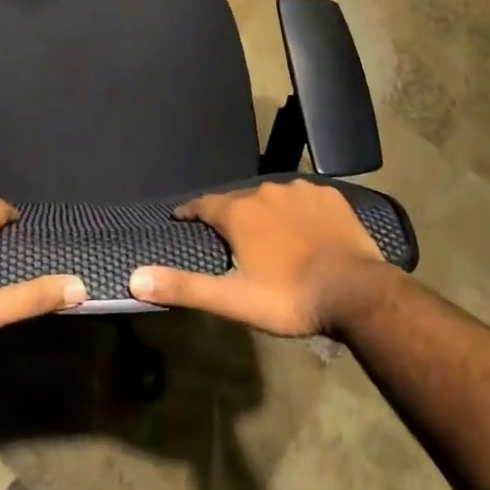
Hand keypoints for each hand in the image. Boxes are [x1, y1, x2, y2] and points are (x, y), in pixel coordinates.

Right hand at [128, 180, 393, 335]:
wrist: (355, 292)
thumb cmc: (288, 297)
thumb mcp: (232, 299)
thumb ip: (184, 287)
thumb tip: (134, 278)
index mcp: (238, 211)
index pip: (203, 204)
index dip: (191, 212)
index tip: (183, 218)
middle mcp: (264, 190)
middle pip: (238, 200)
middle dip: (231, 215)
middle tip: (233, 238)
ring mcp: (299, 189)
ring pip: (272, 197)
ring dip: (266, 212)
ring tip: (272, 236)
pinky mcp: (329, 195)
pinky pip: (305, 197)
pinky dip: (299, 210)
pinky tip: (306, 229)